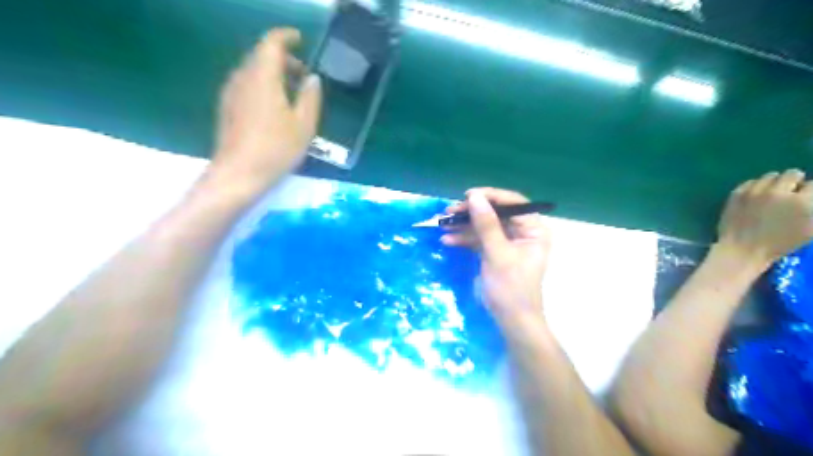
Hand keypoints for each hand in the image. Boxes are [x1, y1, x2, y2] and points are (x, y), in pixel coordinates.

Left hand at [206, 29, 320, 191]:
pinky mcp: (227, 108)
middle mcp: (242, 78)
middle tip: (304, 75)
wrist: (239, 174)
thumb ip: (311, 97)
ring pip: (252, 71)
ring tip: (292, 93)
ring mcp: (231, 93)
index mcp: (263, 77)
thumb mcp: (304, 125)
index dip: (286, 37)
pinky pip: (246, 85)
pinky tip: (275, 107)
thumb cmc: (276, 149)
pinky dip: (263, 86)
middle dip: (283, 59)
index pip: (271, 43)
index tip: (301, 40)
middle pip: (260, 56)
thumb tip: (312, 79)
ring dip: (273, 74)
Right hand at [445, 188, 551, 322]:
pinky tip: (448, 240)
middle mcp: (523, 232)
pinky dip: (465, 239)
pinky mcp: (495, 252)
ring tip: (443, 225)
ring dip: (464, 226)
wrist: (510, 321)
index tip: (467, 196)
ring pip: (484, 226)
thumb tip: (474, 197)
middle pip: (496, 213)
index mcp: (533, 229)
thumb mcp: (497, 254)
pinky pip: (479, 239)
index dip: (490, 196)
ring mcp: (508, 242)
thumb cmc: (511, 287)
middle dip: (472, 213)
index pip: (513, 203)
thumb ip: (486, 224)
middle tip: (450, 211)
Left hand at [717, 167, 812, 266]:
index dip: (809, 191)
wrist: (742, 249)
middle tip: (790, 193)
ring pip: (771, 176)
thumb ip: (811, 209)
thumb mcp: (809, 229)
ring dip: (774, 183)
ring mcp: (755, 192)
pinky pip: (750, 182)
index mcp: (802, 202)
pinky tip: (756, 197)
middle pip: (792, 174)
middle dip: (794, 182)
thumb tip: (807, 199)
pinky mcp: (737, 194)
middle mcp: (779, 193)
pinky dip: (756, 187)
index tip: (805, 196)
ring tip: (772, 194)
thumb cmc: (779, 244)